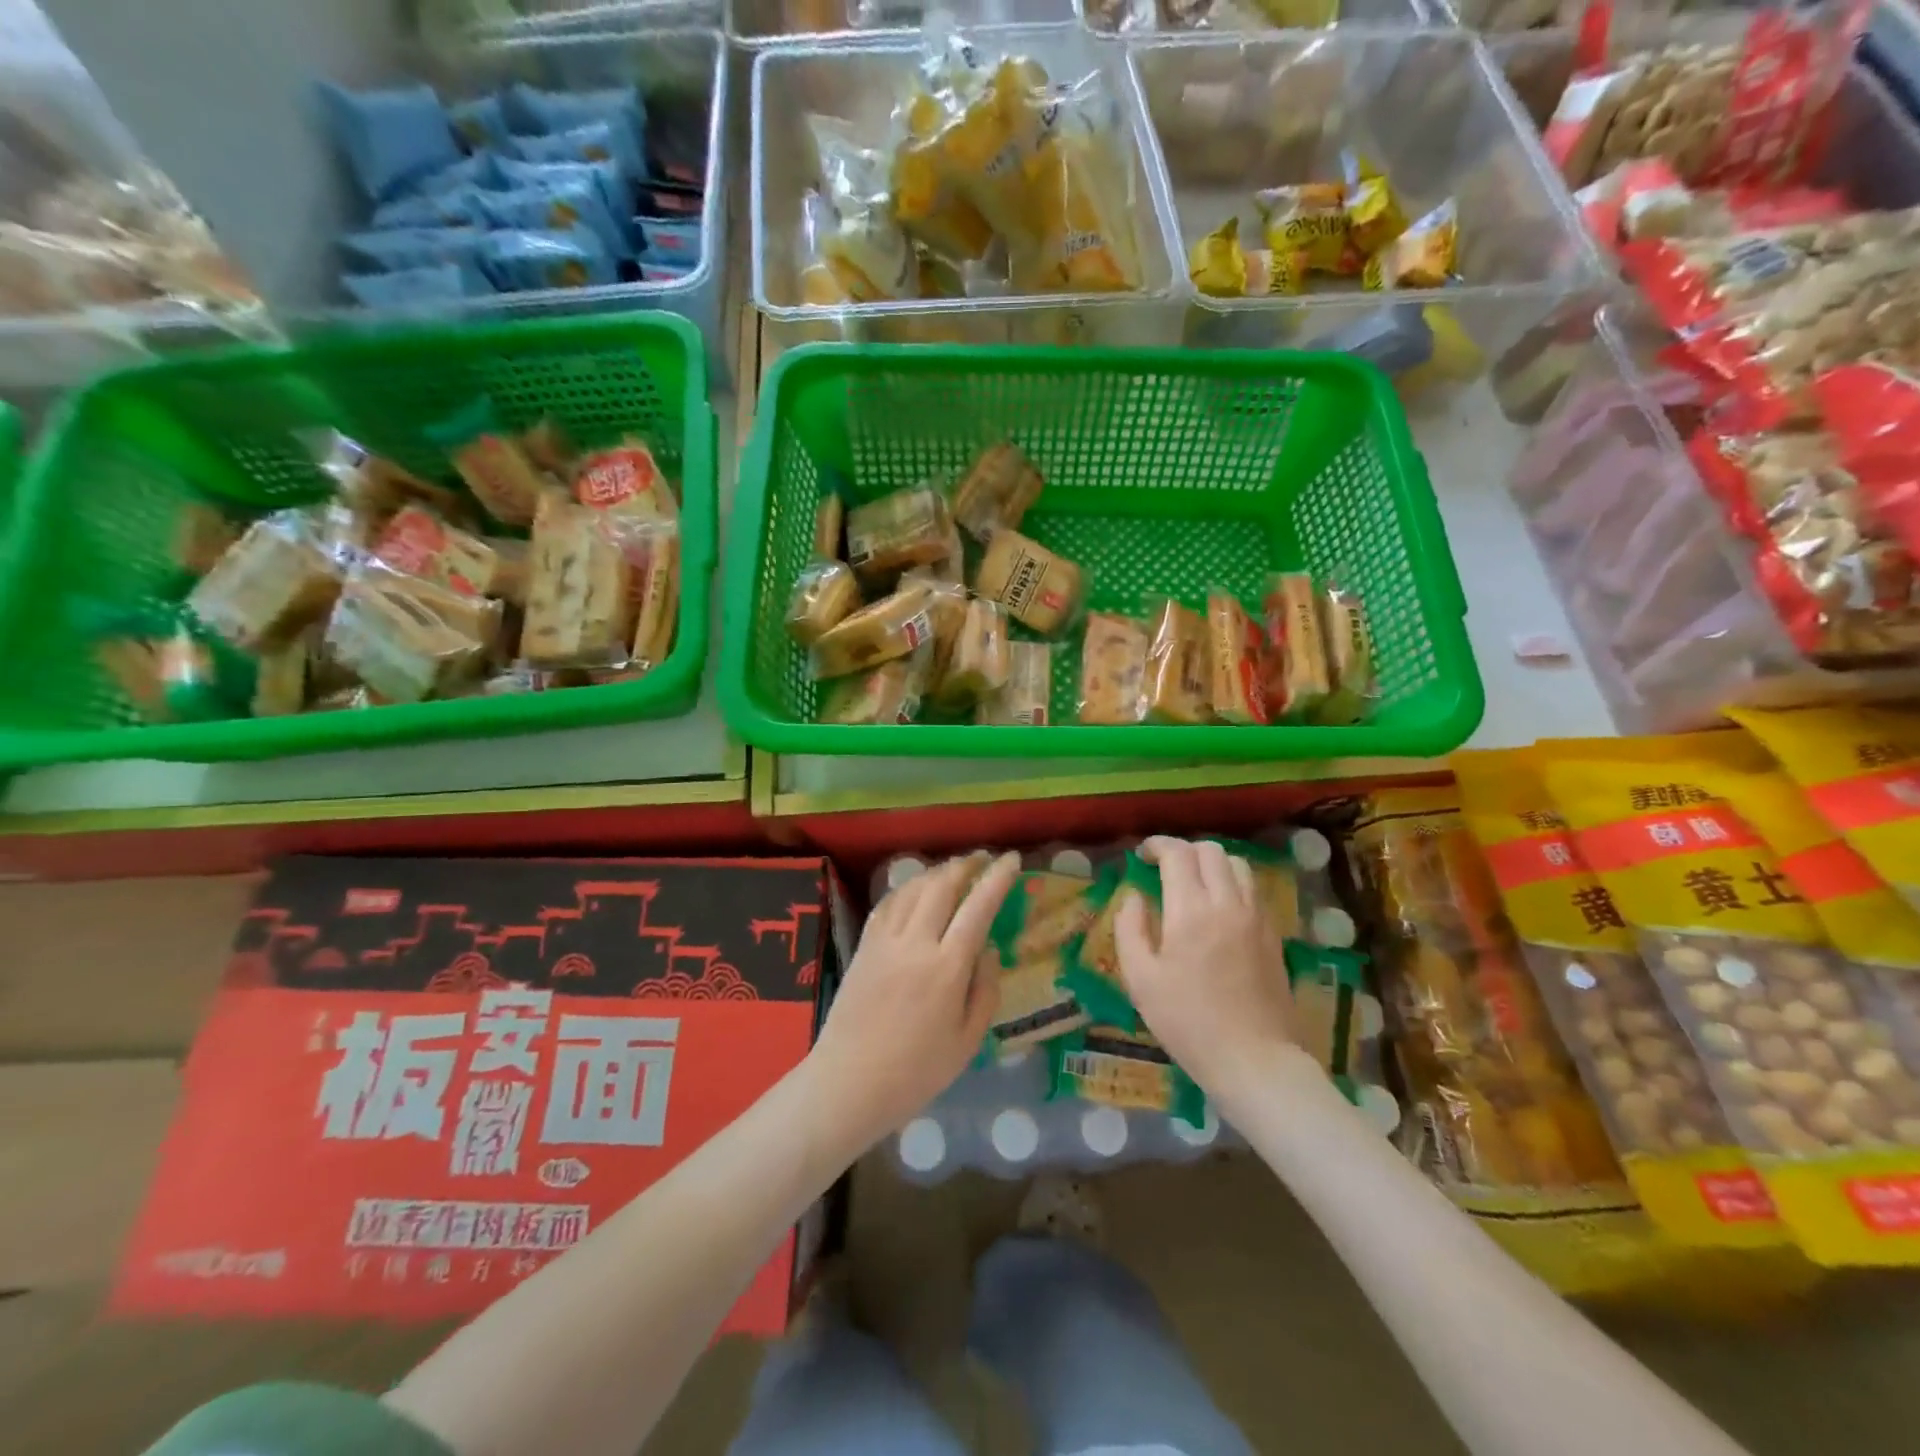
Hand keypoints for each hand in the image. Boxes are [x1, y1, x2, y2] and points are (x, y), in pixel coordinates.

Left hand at [807, 850, 1018, 1146]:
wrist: (849, 1083)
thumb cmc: (916, 1072)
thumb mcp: (967, 1041)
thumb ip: (985, 989)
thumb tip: (988, 949)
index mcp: (946, 968)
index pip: (977, 908)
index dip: (997, 879)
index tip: (1012, 859)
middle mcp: (915, 943)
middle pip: (942, 886)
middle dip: (965, 864)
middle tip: (983, 858)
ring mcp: (885, 941)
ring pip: (913, 888)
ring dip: (937, 872)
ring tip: (954, 869)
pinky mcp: (864, 946)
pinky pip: (888, 903)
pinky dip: (907, 888)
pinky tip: (916, 890)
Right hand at [1116, 836, 1296, 1095]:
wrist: (1254, 1059)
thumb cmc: (1188, 1021)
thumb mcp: (1140, 979)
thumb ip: (1130, 929)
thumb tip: (1134, 897)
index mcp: (1191, 910)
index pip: (1178, 854)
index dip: (1157, 845)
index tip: (1142, 855)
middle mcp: (1228, 903)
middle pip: (1211, 850)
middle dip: (1184, 850)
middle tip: (1164, 867)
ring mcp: (1257, 917)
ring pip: (1238, 865)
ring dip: (1212, 863)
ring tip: (1193, 882)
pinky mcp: (1274, 935)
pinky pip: (1253, 890)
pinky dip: (1232, 883)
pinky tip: (1218, 907)